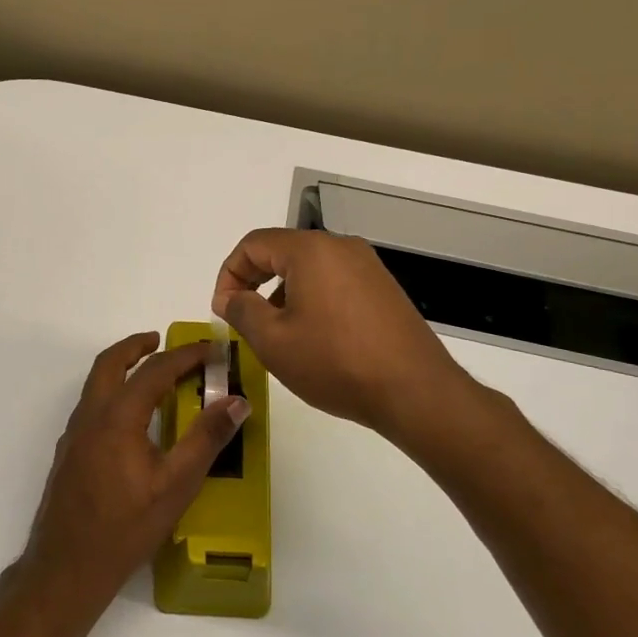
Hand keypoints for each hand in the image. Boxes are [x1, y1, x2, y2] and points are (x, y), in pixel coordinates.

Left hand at [18, 332, 248, 624]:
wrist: (66, 567)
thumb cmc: (125, 527)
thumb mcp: (176, 485)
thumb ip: (206, 439)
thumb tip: (237, 402)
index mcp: (117, 417)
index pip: (155, 370)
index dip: (185, 355)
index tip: (211, 349)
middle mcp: (90, 416)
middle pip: (110, 363)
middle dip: (137, 346)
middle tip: (162, 340)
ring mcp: (74, 435)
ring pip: (96, 384)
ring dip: (122, 369)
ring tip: (152, 376)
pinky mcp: (68, 453)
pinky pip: (92, 407)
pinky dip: (113, 394)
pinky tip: (132, 421)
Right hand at [212, 229, 497, 445]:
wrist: (414, 391)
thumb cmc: (335, 362)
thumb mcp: (273, 341)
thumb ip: (242, 310)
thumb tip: (230, 297)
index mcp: (311, 250)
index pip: (253, 245)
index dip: (228, 274)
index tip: (222, 310)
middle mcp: (341, 247)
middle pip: (282, 252)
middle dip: (254, 282)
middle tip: (242, 320)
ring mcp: (368, 267)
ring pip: (309, 269)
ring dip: (282, 294)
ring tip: (277, 335)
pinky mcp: (384, 290)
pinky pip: (334, 283)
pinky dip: (312, 300)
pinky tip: (313, 338)